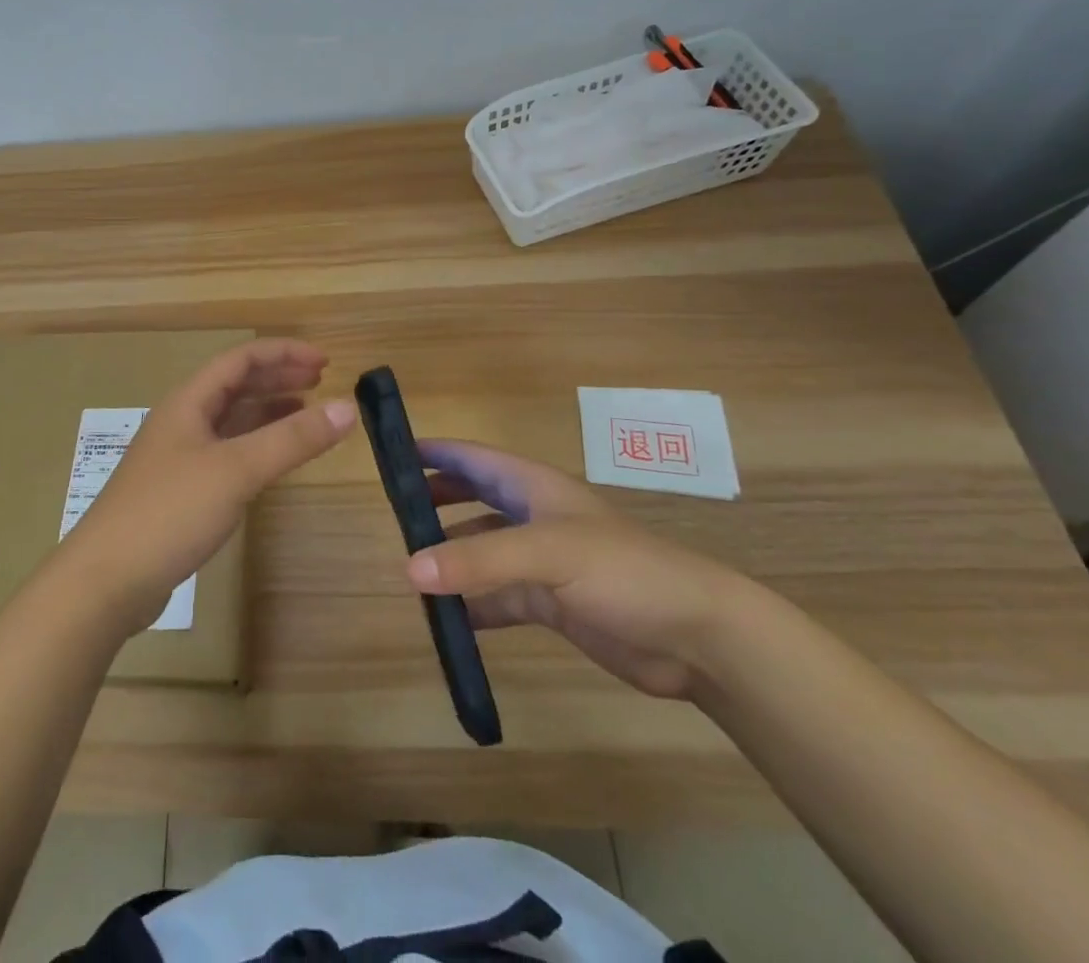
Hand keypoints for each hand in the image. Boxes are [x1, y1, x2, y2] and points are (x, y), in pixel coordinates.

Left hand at [58, 339, 356, 629]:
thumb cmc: (170, 512)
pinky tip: (272, 459)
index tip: (325, 362)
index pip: (240, 359)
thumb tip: (347, 407)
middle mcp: (182, 421)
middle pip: (234, 385)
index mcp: (189, 402)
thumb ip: (292, 439)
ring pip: (230, 420)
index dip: (283, 354)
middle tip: (320, 382)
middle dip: (277, 377)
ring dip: (267, 410)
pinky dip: (255, 445)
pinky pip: (226, 452)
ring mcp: (179, 457)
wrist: (105, 580)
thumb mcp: (236, 470)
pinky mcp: (180, 491)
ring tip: (305, 412)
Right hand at [407, 440, 750, 699]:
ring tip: (410, 571)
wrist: (696, 636)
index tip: (391, 455)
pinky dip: (473, 605)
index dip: (435, 452)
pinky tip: (448, 619)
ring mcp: (543, 562)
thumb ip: (479, 560)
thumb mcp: (548, 554)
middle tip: (394, 516)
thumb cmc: (623, 571)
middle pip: (474, 498)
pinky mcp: (552, 603)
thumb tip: (409, 569)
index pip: (473, 457)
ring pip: (482, 551)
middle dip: (436, 502)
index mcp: (533, 487)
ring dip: (451, 558)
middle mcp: (534, 517)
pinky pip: (499, 597)